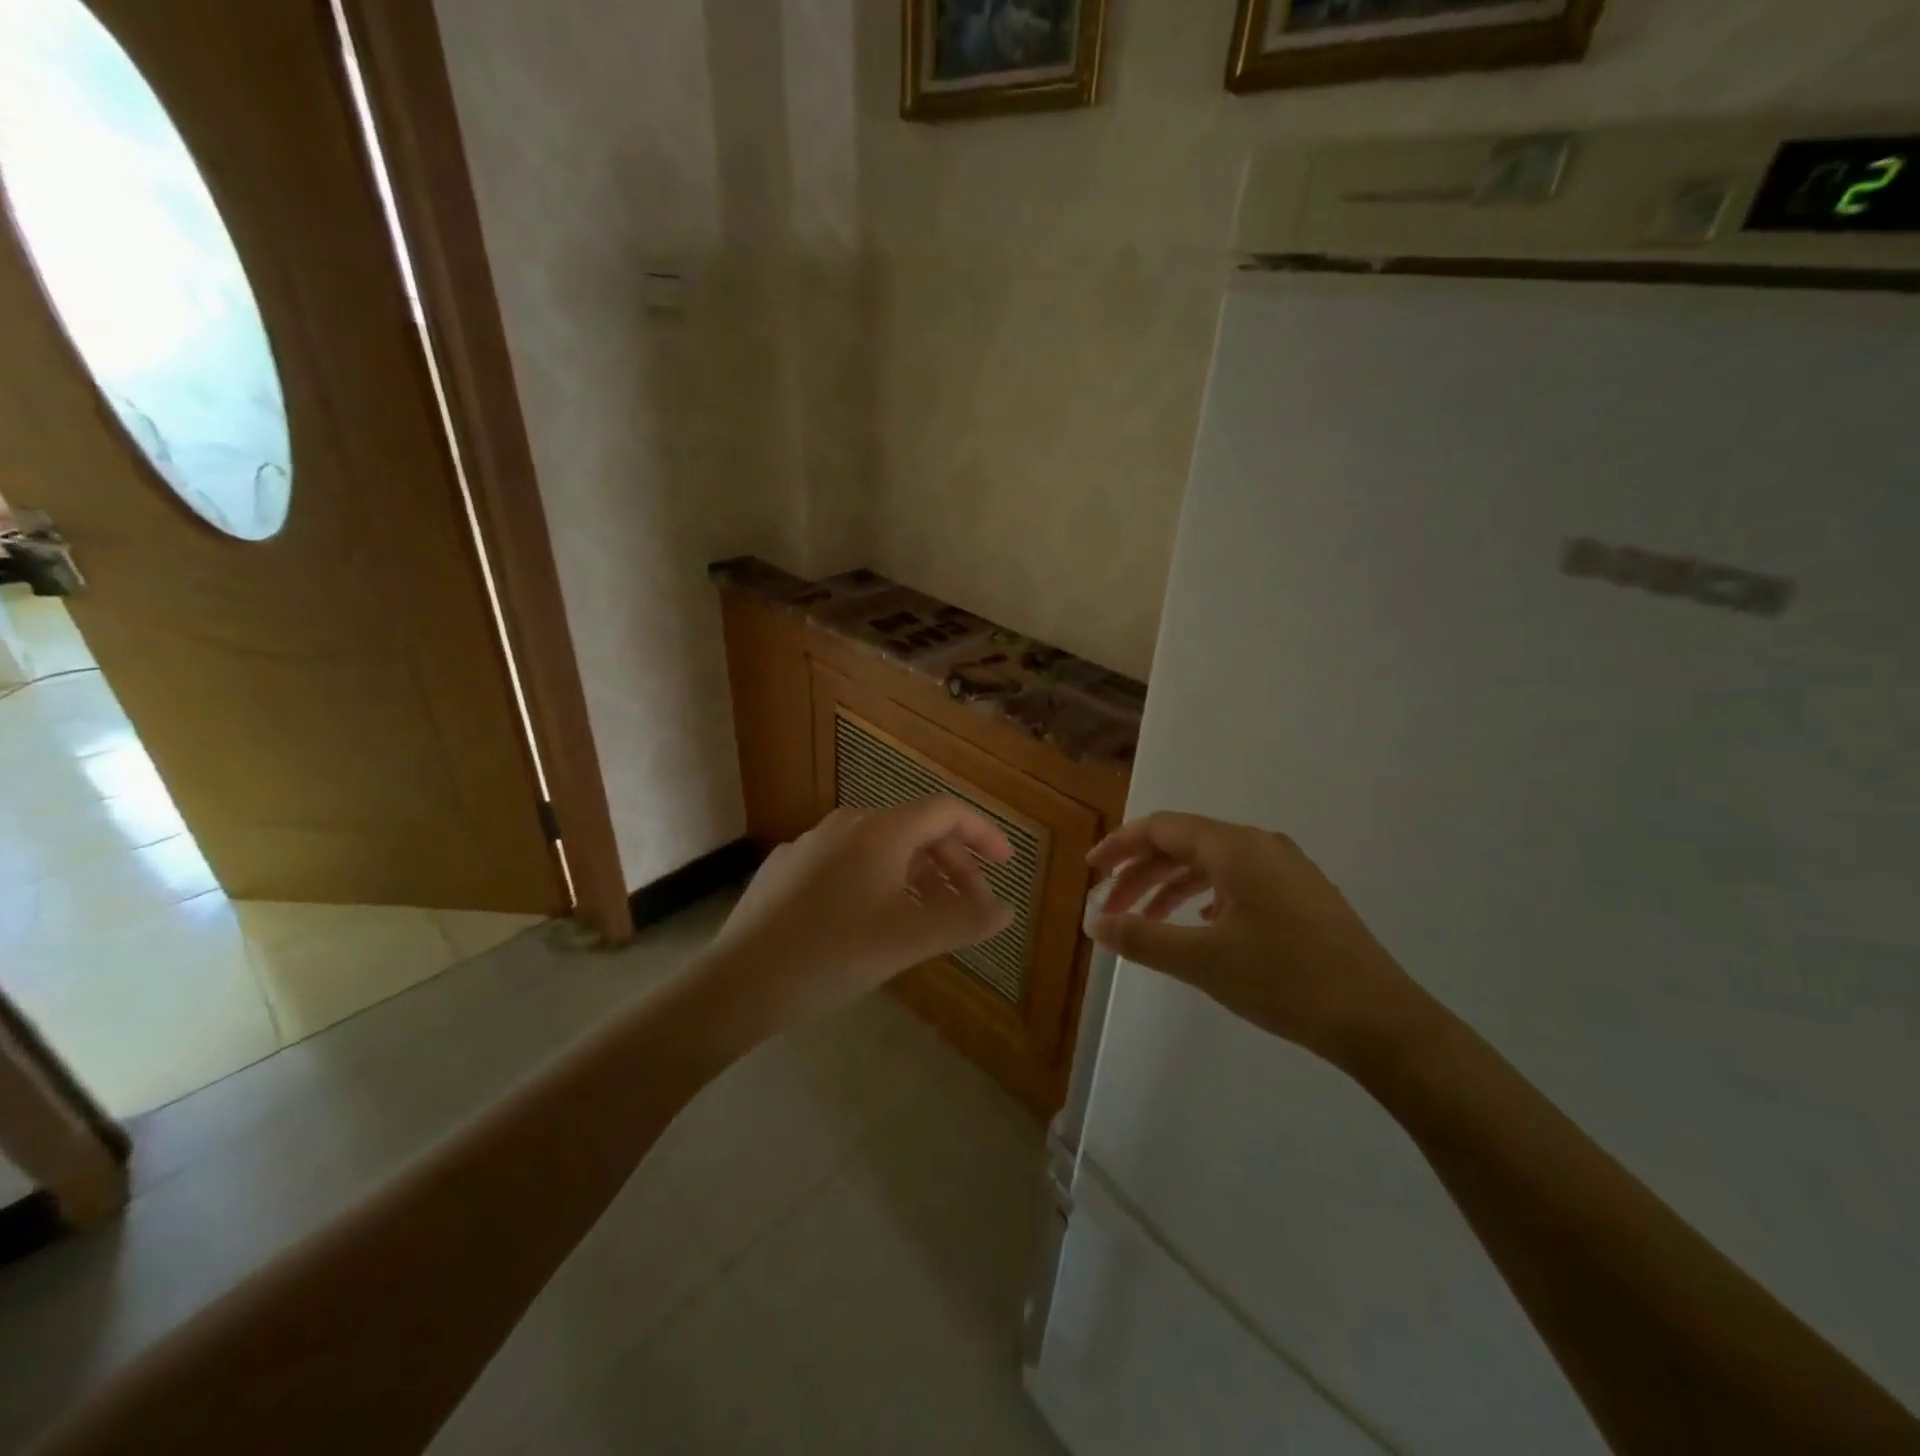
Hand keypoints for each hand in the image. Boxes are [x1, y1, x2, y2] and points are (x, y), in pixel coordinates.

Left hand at [709, 799, 1014, 1032]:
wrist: (739, 982)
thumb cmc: (834, 953)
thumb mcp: (910, 940)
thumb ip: (966, 920)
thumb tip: (1007, 909)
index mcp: (880, 831)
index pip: (946, 812)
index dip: (983, 833)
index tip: (1005, 864)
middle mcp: (846, 825)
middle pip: (915, 832)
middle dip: (953, 867)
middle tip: (970, 909)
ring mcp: (811, 845)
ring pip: (881, 851)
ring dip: (916, 879)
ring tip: (927, 920)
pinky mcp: (787, 870)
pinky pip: (848, 866)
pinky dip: (878, 884)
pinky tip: (871, 923)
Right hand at [1087, 812, 1427, 1064]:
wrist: (1380, 1021)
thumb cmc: (1284, 980)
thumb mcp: (1202, 961)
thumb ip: (1142, 938)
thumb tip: (1095, 924)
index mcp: (1235, 847)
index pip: (1162, 828)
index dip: (1120, 846)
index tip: (1091, 871)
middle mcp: (1261, 845)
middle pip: (1185, 844)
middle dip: (1141, 873)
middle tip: (1110, 908)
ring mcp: (1288, 869)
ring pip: (1213, 864)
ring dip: (1172, 887)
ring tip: (1146, 921)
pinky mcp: (1304, 895)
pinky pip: (1240, 881)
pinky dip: (1206, 896)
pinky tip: (1200, 925)